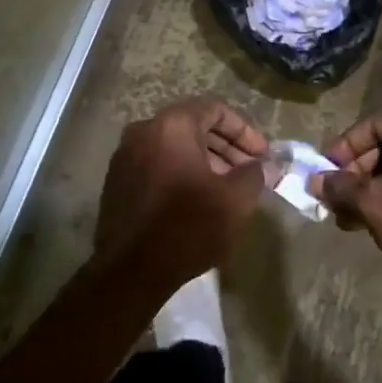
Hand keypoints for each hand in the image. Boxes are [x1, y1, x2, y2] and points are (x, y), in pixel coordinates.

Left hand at [93, 99, 269, 293]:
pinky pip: (157, 163)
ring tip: (227, 188)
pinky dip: (180, 172)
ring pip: (174, 146)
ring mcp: (125, 155)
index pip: (215, 109)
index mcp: (172, 125)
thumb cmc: (187, 227)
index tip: (262, 155)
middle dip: (226, 147)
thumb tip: (265, 165)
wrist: (129, 272)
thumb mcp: (233, 201)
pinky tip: (197, 199)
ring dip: (205, 161)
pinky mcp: (116, 180)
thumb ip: (254, 175)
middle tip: (249, 171)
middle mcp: (144, 130)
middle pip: (193, 126)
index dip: (244, 131)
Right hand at [311, 111, 381, 292]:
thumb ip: (341, 187)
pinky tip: (381, 217)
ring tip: (354, 215)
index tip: (326, 170)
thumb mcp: (374, 204)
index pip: (375, 125)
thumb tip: (313, 181)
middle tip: (339, 197)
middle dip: (360, 172)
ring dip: (377, 185)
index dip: (345, 147)